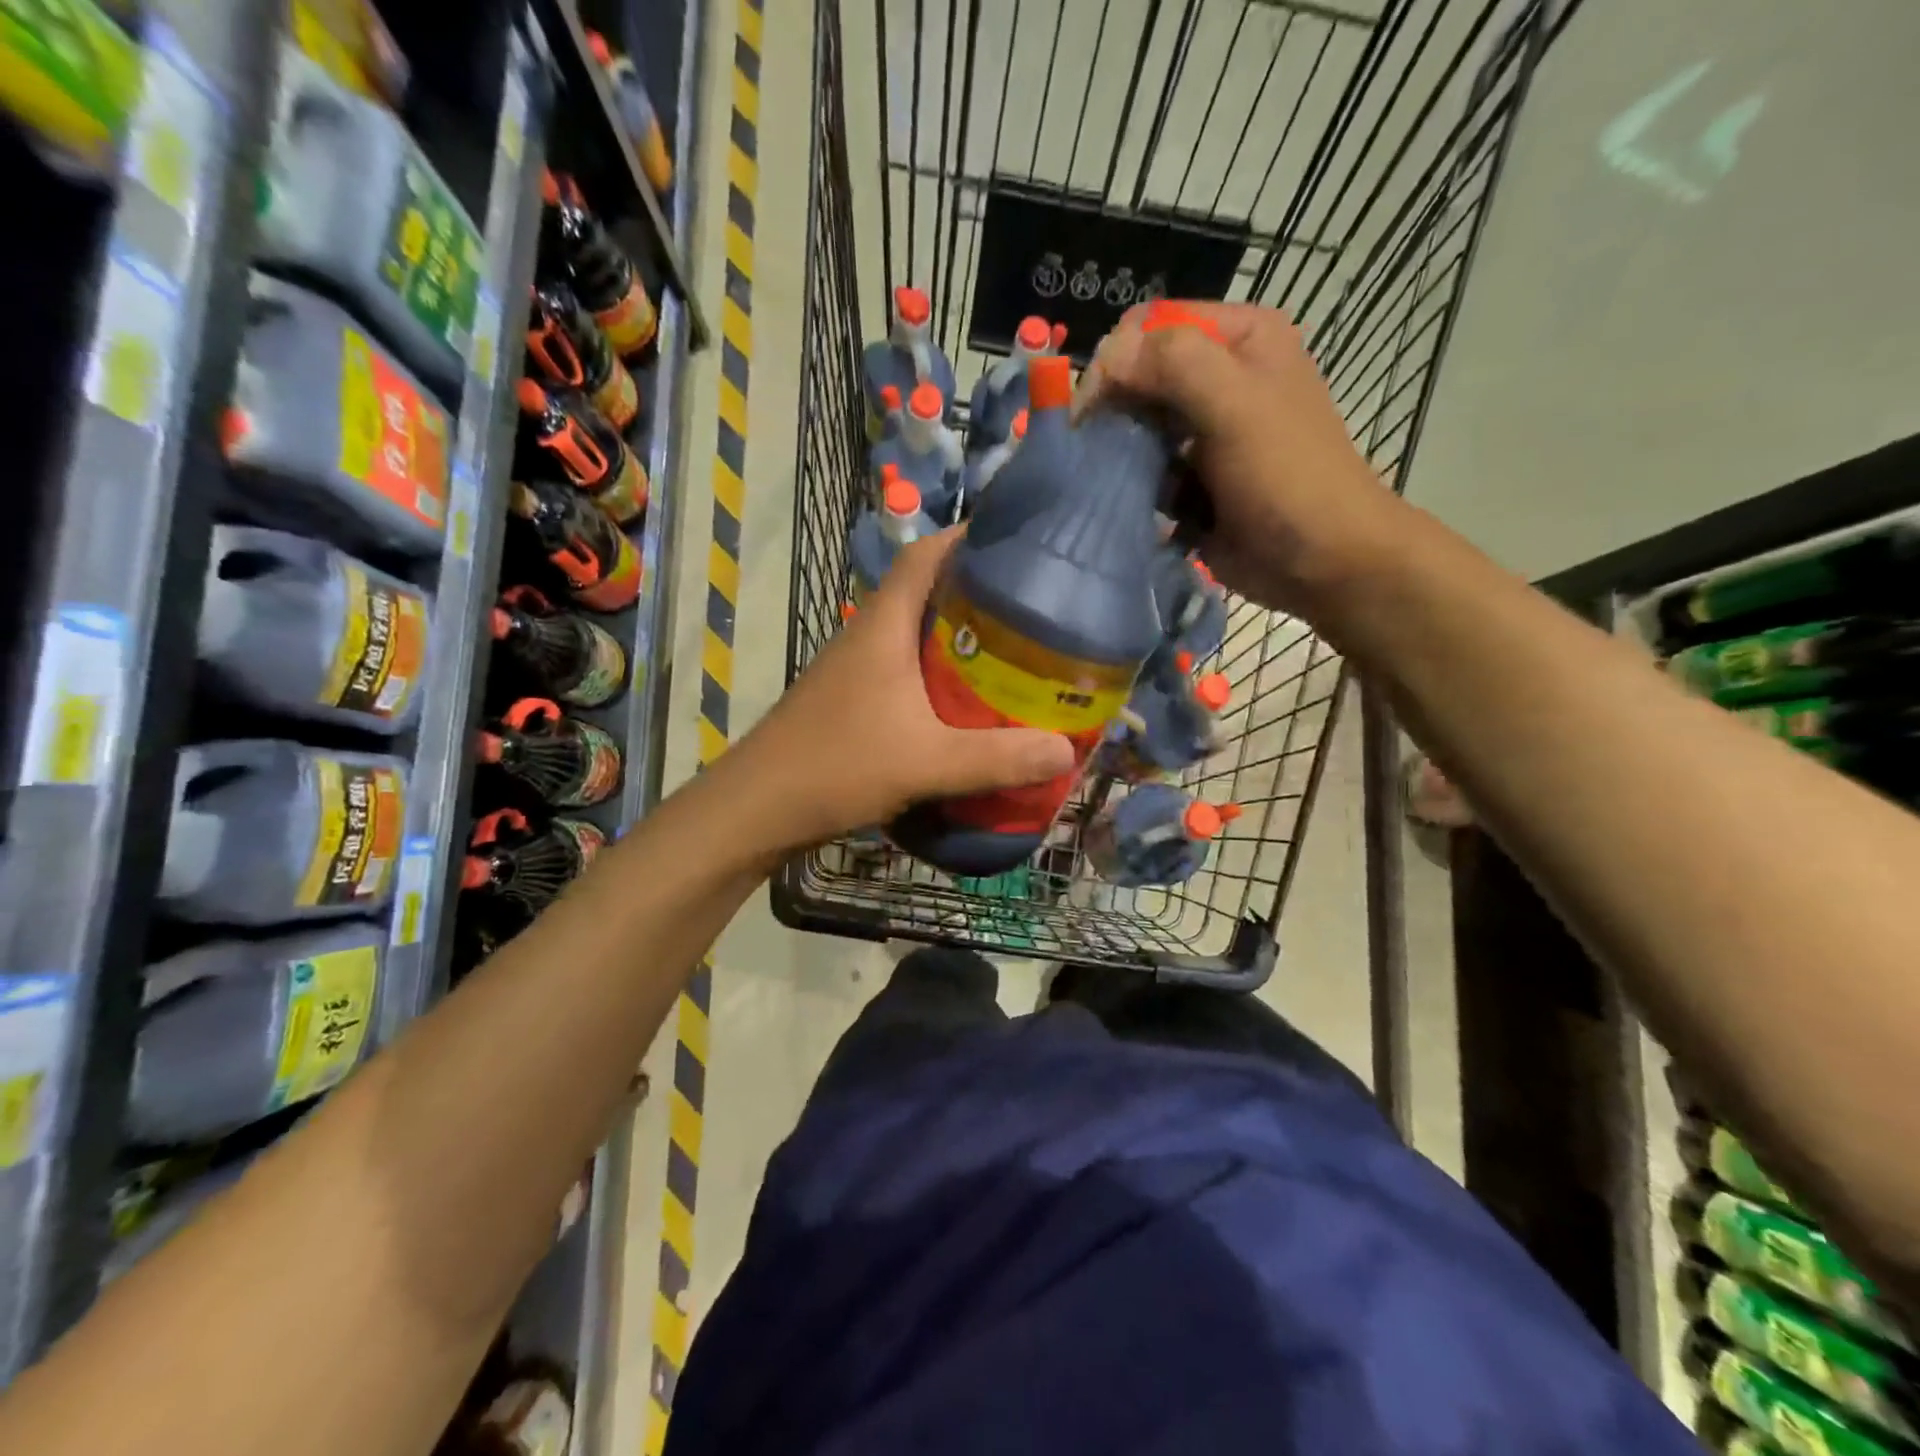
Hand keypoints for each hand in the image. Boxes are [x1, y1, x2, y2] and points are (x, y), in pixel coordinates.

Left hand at [736, 529, 1074, 846]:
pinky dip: (937, 674)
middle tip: (1032, 605)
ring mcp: (854, 669)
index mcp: (882, 626)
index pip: (923, 556)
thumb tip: (1067, 751)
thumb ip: (996, 758)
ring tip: (1011, 651)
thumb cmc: (837, 766)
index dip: (966, 538)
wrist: (756, 808)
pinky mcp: (850, 700)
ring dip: (956, 637)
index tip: (1015, 540)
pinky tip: (964, 703)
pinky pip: (903, 670)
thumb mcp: (926, 763)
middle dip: (975, 591)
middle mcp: (866, 636)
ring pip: (913, 635)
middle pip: (924, 592)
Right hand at [1078, 300, 1411, 614]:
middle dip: (1114, 410)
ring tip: (1112, 482)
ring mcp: (1205, 434)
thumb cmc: (1286, 476)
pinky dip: (1134, 489)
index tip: (1091, 409)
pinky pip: (1147, 473)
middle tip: (1093, 450)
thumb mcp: (1235, 404)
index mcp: (1240, 339)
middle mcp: (1221, 378)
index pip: (1153, 325)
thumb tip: (1105, 359)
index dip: (1117, 359)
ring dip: (1120, 455)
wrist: (1322, 561)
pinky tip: (1134, 507)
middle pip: (1141, 377)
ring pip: (1138, 429)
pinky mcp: (1194, 482)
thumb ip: (1172, 363)